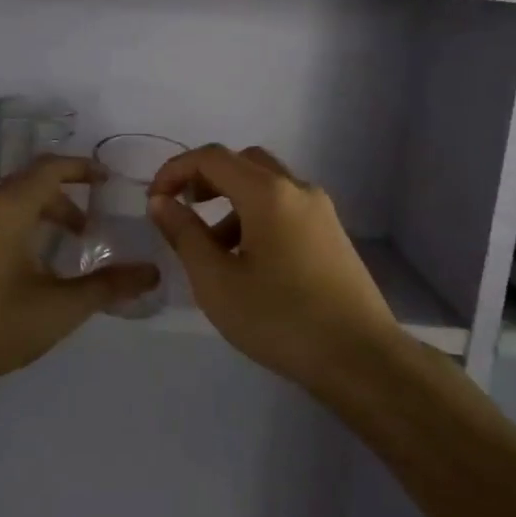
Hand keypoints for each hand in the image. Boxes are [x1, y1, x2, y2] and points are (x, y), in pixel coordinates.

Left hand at [0, 156, 160, 398]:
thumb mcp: (58, 309)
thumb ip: (107, 286)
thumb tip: (152, 272)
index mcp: (6, 210)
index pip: (49, 168)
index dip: (81, 168)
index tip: (106, 181)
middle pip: (26, 185)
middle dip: (61, 200)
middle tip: (86, 230)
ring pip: (2, 203)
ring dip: (34, 215)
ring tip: (55, 251)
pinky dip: (9, 227)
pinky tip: (17, 269)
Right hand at [147, 145, 400, 387]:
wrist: (361, 358)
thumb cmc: (280, 318)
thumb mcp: (216, 281)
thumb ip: (185, 234)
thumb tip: (161, 201)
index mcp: (268, 192)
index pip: (212, 157)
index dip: (175, 170)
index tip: (153, 200)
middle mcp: (298, 189)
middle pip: (244, 162)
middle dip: (206, 178)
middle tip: (182, 208)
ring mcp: (321, 212)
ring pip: (267, 186)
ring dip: (232, 202)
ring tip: (210, 248)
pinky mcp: (332, 235)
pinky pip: (285, 208)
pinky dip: (256, 217)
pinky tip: (247, 262)